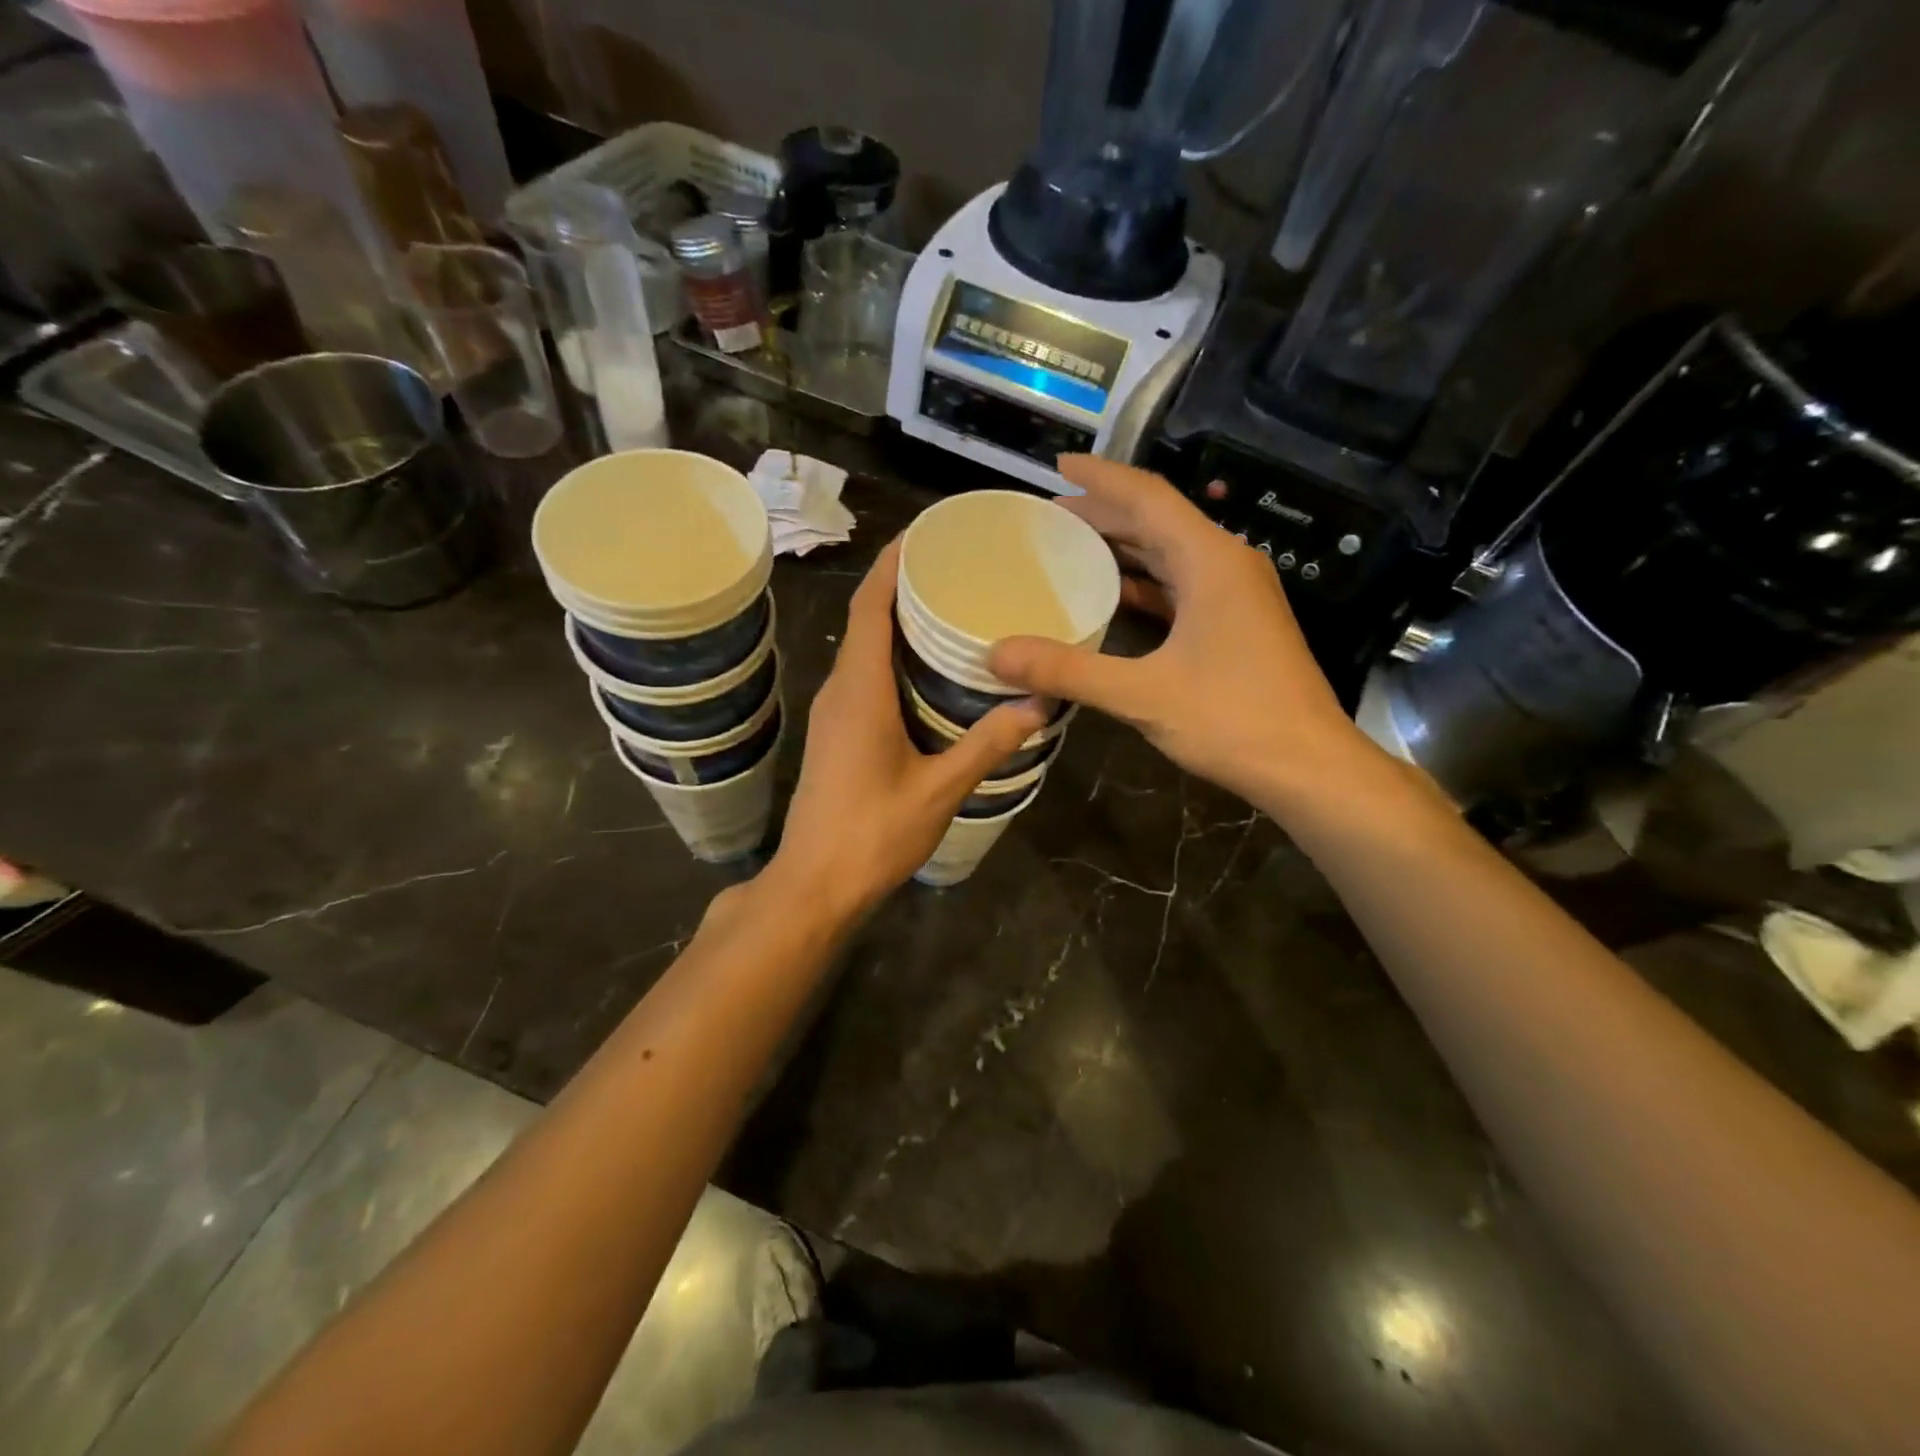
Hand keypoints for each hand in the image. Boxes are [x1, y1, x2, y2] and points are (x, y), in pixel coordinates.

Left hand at [769, 538, 1047, 919]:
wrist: (814, 885)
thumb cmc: (873, 834)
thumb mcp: (940, 790)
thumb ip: (988, 744)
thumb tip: (1040, 703)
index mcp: (860, 689)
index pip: (871, 605)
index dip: (893, 562)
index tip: (927, 532)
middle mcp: (840, 689)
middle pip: (866, 618)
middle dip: (903, 584)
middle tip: (958, 566)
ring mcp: (833, 712)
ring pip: (863, 648)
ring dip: (897, 620)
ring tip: (950, 606)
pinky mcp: (835, 734)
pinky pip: (863, 675)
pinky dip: (891, 655)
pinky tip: (928, 669)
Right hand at [989, 456, 1369, 810]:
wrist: (1308, 766)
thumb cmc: (1233, 720)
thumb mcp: (1142, 694)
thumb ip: (1067, 670)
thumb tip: (997, 654)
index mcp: (1210, 560)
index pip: (1148, 497)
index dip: (1101, 477)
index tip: (1058, 465)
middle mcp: (1227, 564)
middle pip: (1158, 521)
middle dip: (1104, 513)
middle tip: (1049, 516)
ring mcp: (1236, 594)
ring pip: (1171, 553)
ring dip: (1123, 547)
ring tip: (1071, 547)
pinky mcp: (1237, 623)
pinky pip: (1182, 585)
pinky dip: (1144, 583)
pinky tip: (1112, 596)